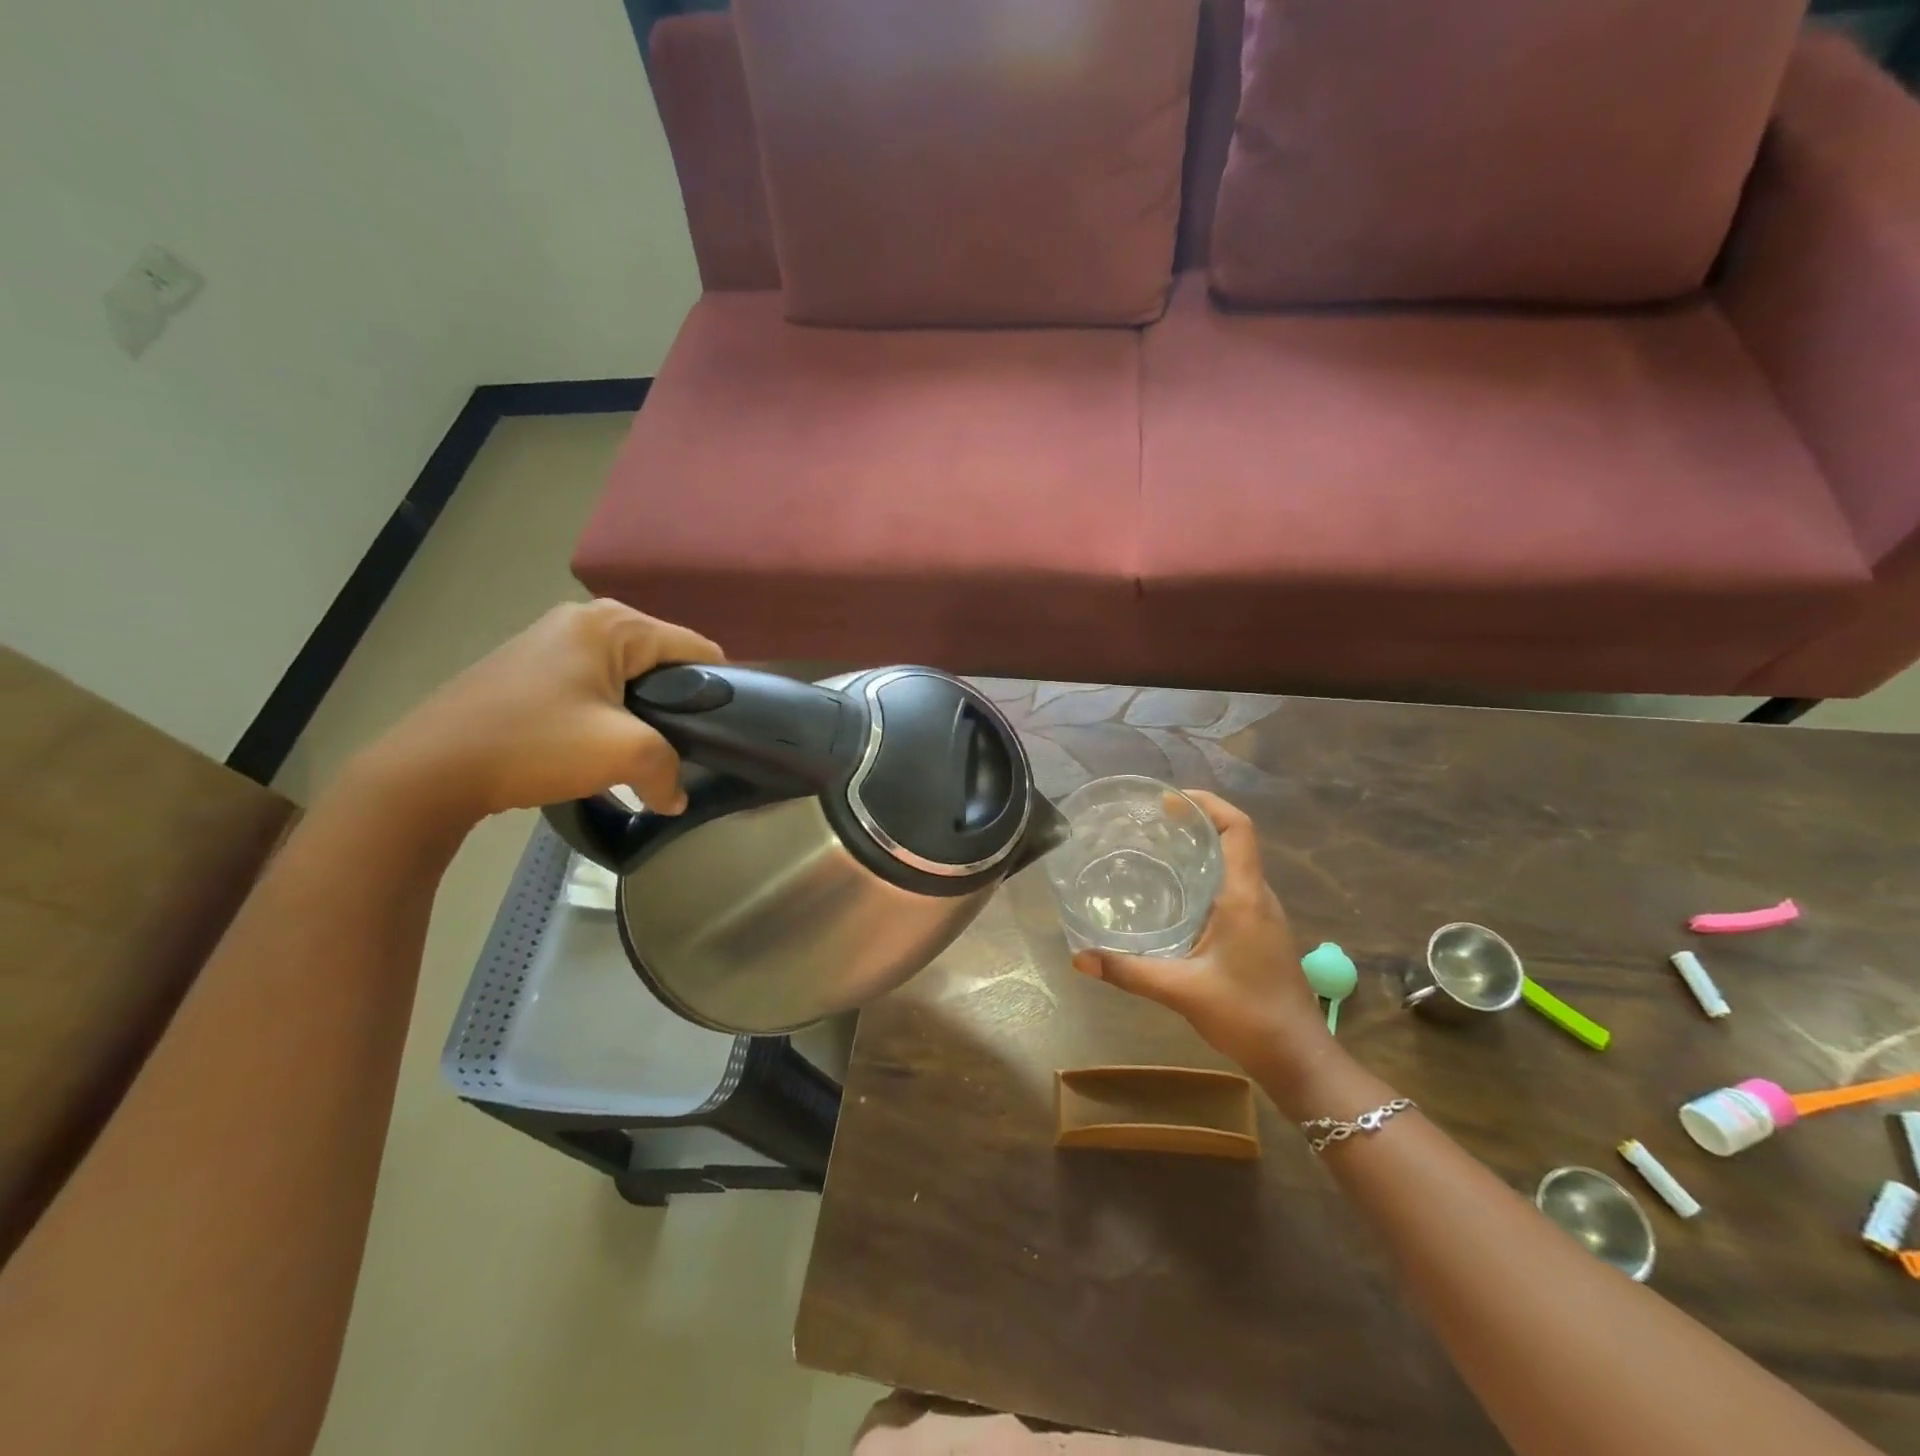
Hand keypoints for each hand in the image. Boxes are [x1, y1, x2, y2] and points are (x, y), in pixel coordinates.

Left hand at [355, 599, 723, 823]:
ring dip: (642, 712)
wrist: (428, 769)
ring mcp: (552, 640)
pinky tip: (599, 745)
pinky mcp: (531, 666)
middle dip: (677, 704)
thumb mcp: (623, 754)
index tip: (724, 731)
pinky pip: (596, 683)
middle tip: (680, 748)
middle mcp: (585, 618)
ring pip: (629, 675)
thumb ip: (670, 771)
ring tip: (641, 751)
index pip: (697, 648)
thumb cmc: (534, 744)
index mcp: (613, 623)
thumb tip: (675, 797)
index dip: (720, 690)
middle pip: (663, 660)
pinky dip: (610, 712)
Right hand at [1071, 791, 1336, 1095]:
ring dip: (1202, 850)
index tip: (1169, 800)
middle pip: (1235, 840)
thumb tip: (1079, 959)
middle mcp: (1259, 897)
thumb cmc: (1247, 1015)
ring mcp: (1264, 916)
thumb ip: (1130, 972)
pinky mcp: (1261, 933)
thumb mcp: (1181, 991)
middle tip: (1151, 823)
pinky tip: (1176, 897)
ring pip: (1234, 865)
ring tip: (1157, 851)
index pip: (1238, 828)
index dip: (1208, 804)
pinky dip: (1206, 877)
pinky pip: (1234, 888)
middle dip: (1196, 823)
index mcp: (1245, 897)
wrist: (1298, 1058)